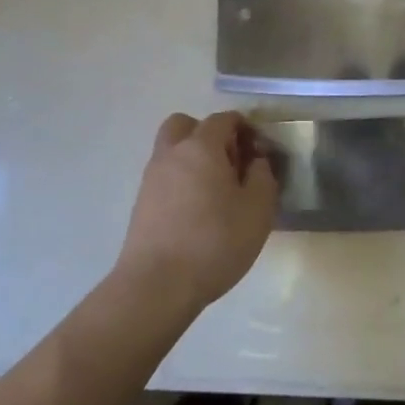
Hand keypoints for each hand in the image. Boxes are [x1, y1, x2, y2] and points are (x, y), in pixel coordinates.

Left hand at [115, 111, 277, 314]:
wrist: (156, 286)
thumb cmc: (214, 242)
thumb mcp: (258, 209)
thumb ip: (263, 176)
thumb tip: (256, 161)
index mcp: (201, 146)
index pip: (223, 119)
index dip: (245, 129)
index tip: (259, 153)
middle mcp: (172, 153)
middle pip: (186, 125)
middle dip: (209, 135)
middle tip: (229, 163)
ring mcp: (152, 178)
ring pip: (172, 151)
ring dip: (193, 158)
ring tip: (215, 191)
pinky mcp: (141, 204)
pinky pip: (165, 177)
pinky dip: (181, 181)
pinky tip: (196, 211)